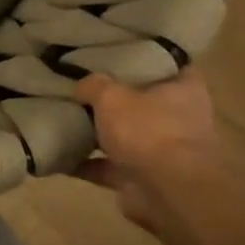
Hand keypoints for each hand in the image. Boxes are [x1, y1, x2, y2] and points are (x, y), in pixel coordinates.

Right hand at [75, 70, 224, 229]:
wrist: (167, 192)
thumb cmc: (149, 130)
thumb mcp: (112, 96)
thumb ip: (94, 85)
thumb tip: (82, 85)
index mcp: (184, 90)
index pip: (171, 64)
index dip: (148, 57)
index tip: (120, 52)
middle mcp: (180, 119)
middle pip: (145, 102)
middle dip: (118, 99)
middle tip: (84, 85)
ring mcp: (163, 152)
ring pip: (127, 136)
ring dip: (100, 135)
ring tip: (66, 120)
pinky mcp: (144, 179)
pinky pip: (109, 167)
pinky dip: (87, 164)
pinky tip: (59, 157)